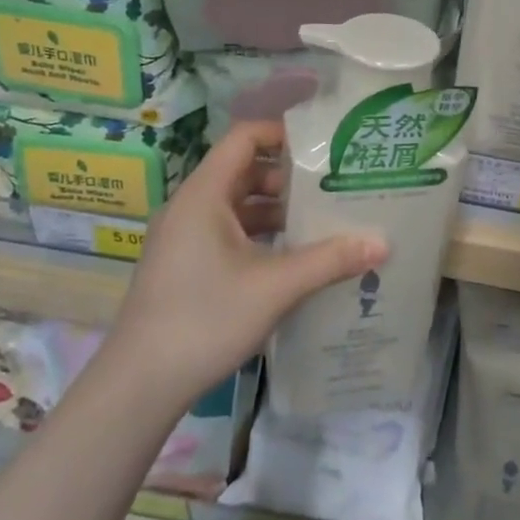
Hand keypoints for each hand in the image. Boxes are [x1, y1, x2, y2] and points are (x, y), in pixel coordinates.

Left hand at [107, 121, 385, 407]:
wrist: (137, 387)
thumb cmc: (205, 320)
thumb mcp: (275, 287)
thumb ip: (330, 260)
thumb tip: (382, 242)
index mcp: (204, 194)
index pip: (244, 137)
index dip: (282, 133)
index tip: (323, 146)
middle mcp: (190, 206)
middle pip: (244, 171)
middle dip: (289, 177)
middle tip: (333, 186)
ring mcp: (184, 238)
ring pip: (237, 206)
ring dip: (276, 210)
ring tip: (322, 220)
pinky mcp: (184, 265)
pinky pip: (228, 232)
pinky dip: (260, 235)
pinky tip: (292, 258)